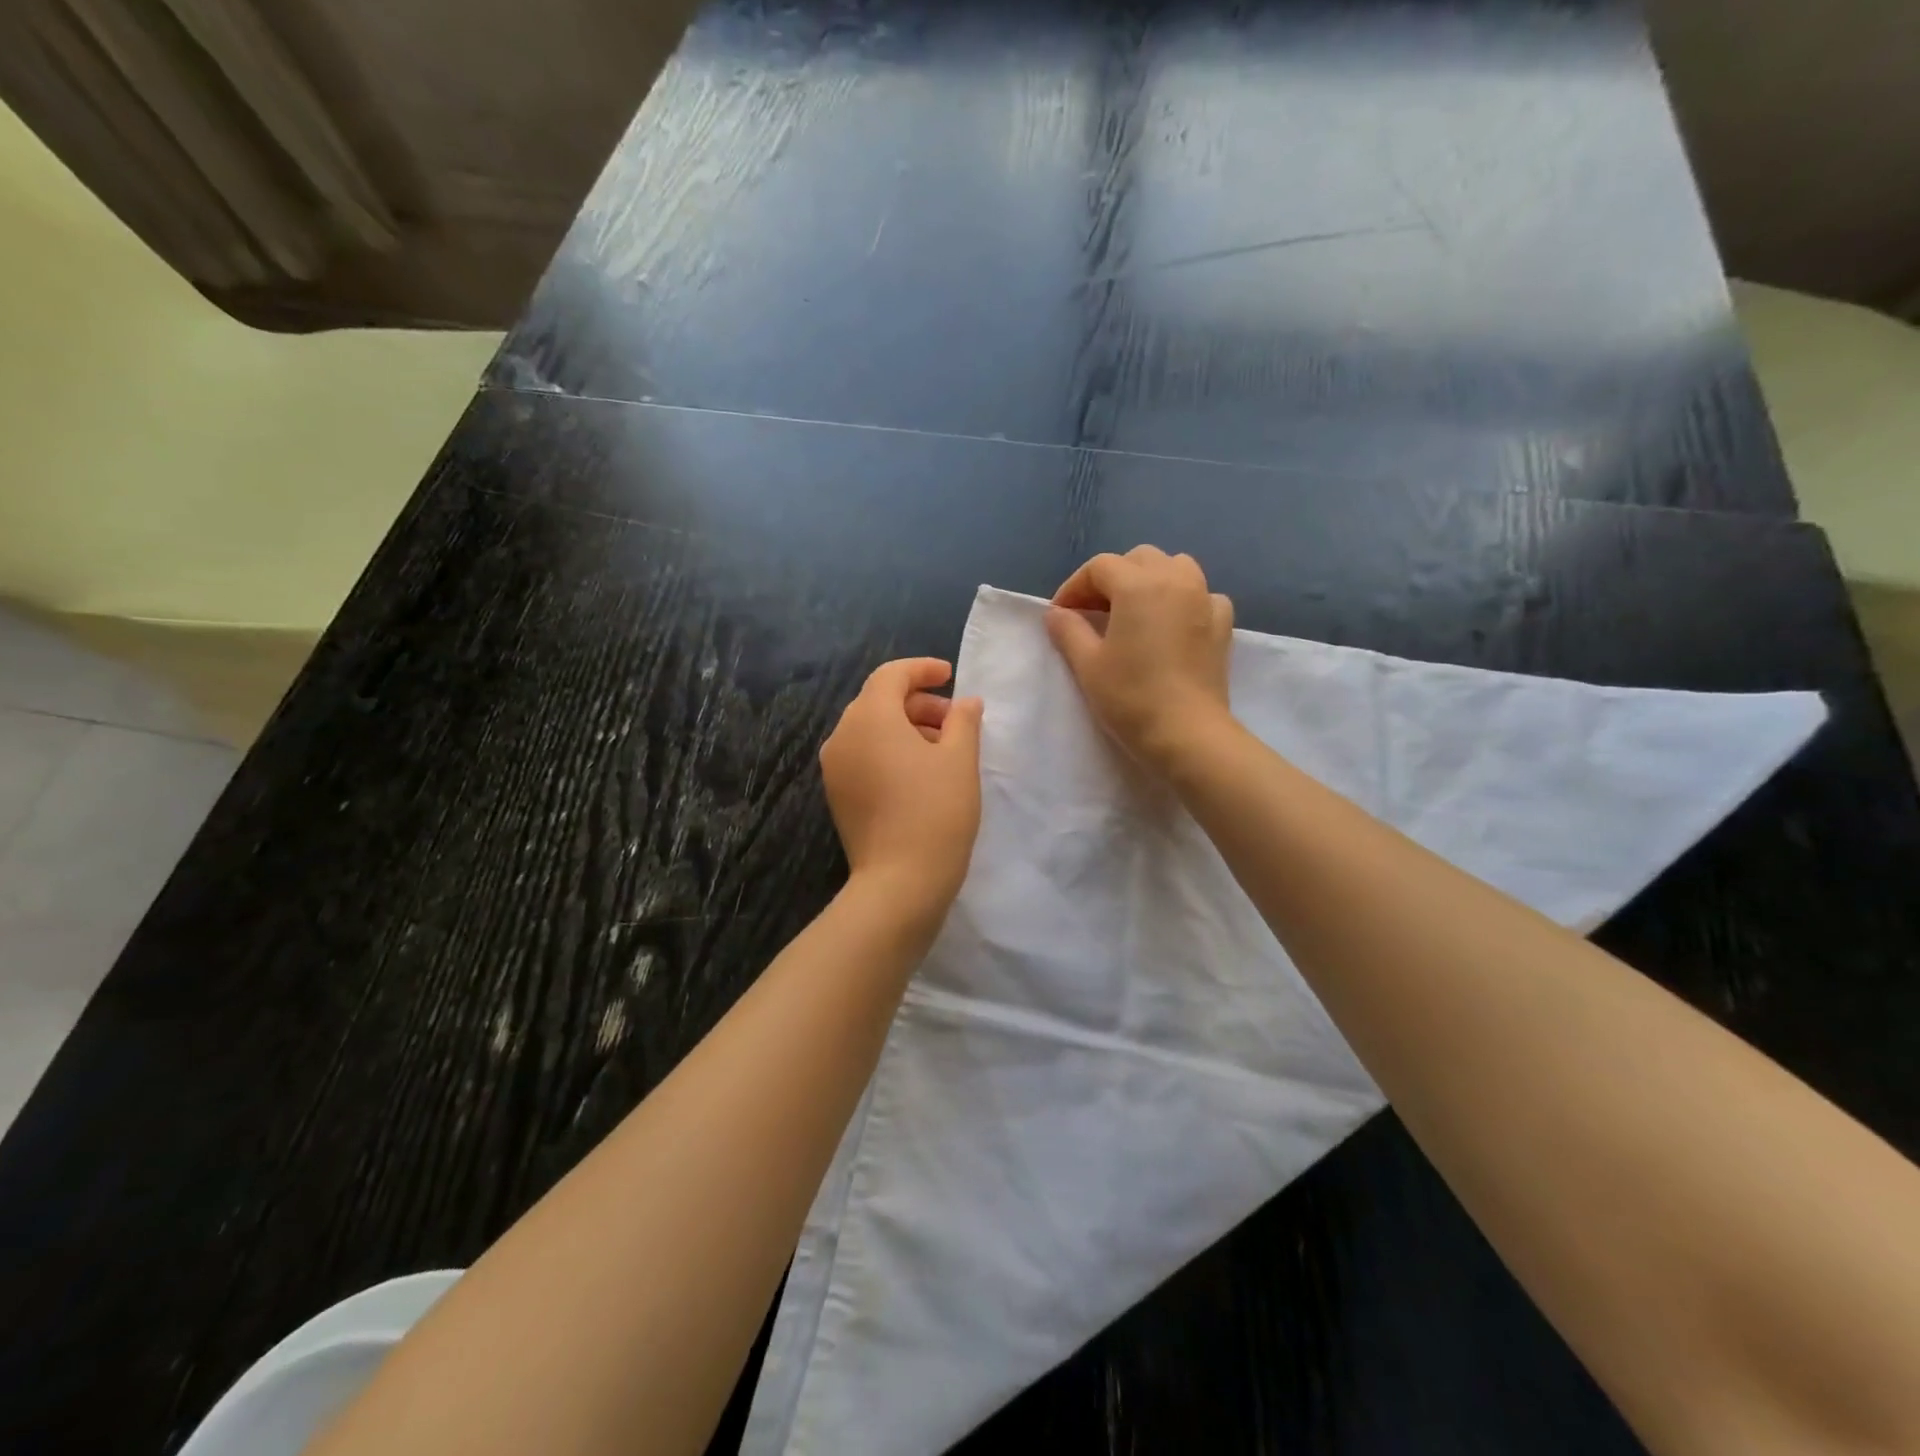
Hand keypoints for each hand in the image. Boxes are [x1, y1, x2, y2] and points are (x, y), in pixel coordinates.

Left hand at [820, 658, 984, 913]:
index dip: (922, 669)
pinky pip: (863, 755)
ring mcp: (834, 768)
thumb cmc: (936, 812)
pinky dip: (889, 750)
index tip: (951, 676)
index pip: (891, 675)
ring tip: (942, 748)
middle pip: (878, 701)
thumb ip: (964, 721)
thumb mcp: (960, 760)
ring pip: (870, 729)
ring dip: (905, 727)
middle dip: (917, 702)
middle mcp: (842, 736)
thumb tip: (966, 702)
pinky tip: (919, 773)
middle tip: (954, 721)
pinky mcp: (837, 794)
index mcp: (869, 718)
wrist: (899, 883)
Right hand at [1047, 546, 1234, 772]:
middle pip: (1138, 559)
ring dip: (1150, 579)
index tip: (1061, 615)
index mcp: (1138, 585)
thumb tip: (1056, 613)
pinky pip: (1201, 594)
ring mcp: (1205, 599)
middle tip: (1093, 612)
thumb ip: (1069, 630)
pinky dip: (1183, 599)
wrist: (1187, 734)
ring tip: (1133, 610)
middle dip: (1112, 578)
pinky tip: (1172, 623)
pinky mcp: (1223, 624)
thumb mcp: (1088, 664)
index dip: (1074, 587)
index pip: (1099, 567)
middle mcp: (1175, 580)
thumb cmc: (1131, 697)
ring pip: (1175, 567)